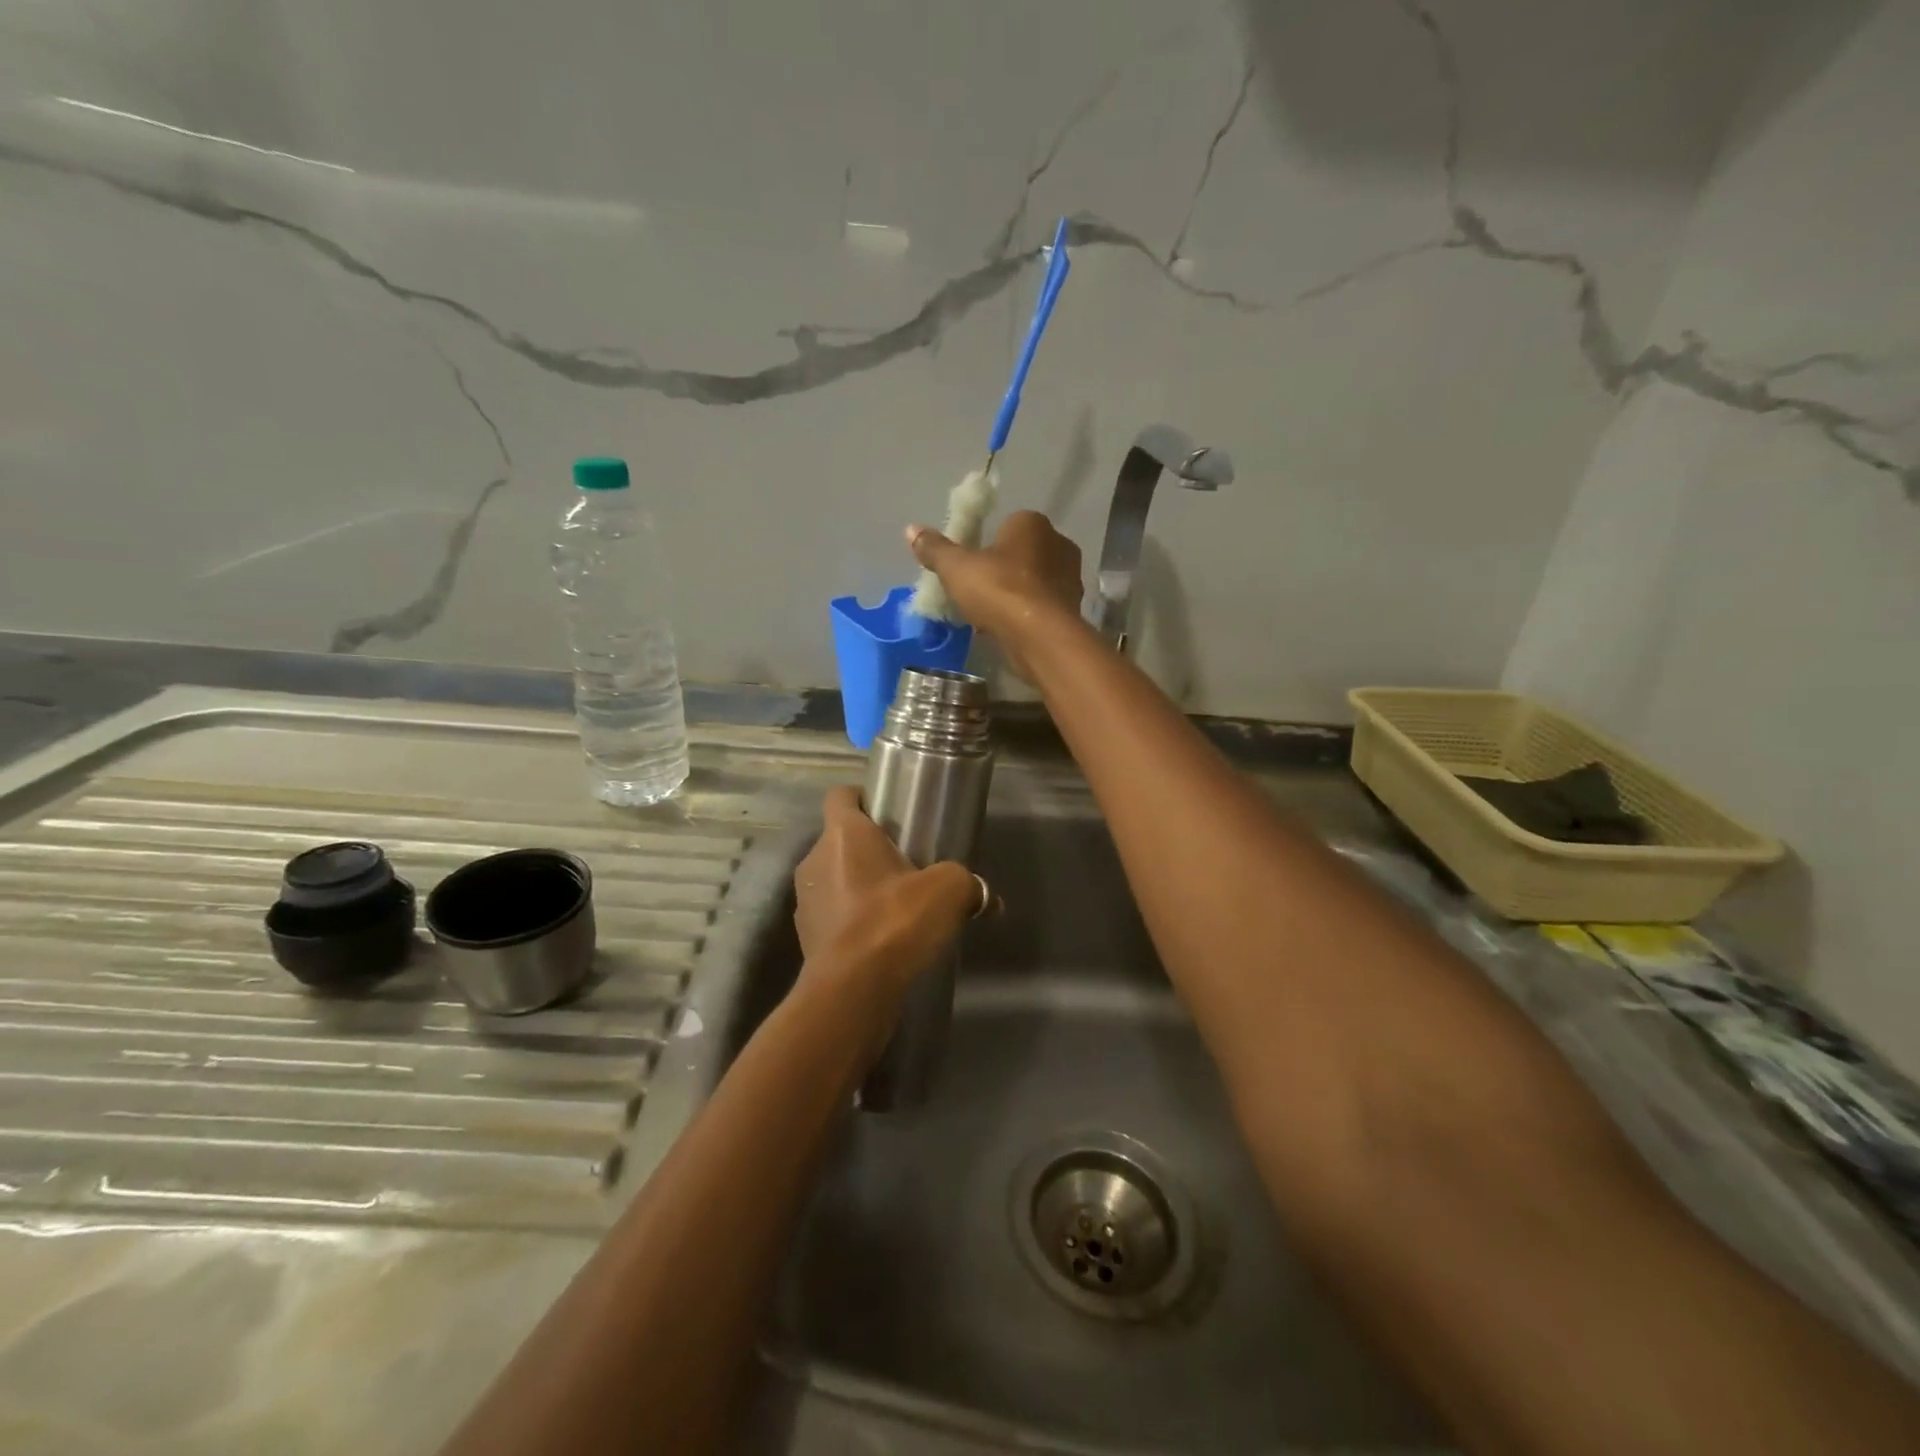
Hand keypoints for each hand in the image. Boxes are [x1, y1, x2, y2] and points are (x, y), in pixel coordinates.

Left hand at [793, 787, 981, 1000]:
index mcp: (843, 834)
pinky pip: (834, 916)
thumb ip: (967, 885)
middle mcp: (815, 859)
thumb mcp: (948, 892)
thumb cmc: (895, 921)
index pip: (841, 795)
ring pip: (835, 878)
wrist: (853, 990)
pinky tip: (882, 939)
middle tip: (906, 865)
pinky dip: (853, 920)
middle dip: (870, 849)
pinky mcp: (806, 937)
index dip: (862, 797)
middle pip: (840, 840)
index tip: (889, 811)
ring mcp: (805, 900)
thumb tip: (989, 899)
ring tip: (896, 906)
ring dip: (861, 886)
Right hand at [906, 510, 1082, 681]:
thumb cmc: (999, 591)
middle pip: (1021, 554)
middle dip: (1001, 571)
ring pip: (1032, 582)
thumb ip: (935, 549)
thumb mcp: (956, 569)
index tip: (970, 567)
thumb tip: (911, 530)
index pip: (1007, 525)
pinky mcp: (1072, 610)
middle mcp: (1059, 544)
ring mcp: (1070, 578)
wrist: (1040, 638)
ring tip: (989, 616)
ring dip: (1013, 596)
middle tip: (977, 592)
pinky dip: (1025, 616)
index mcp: (1033, 523)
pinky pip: (1041, 607)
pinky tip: (1006, 631)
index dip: (986, 545)